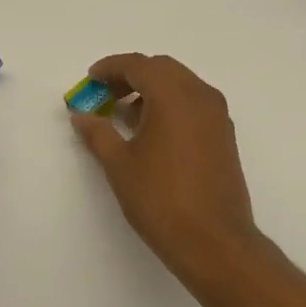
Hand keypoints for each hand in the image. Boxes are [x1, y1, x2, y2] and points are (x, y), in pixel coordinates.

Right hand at [68, 53, 261, 276]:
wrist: (214, 241)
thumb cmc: (161, 200)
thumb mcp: (120, 165)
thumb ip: (98, 133)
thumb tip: (81, 114)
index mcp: (174, 95)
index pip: (139, 65)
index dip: (110, 68)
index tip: (90, 79)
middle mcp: (200, 95)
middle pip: (162, 69)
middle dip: (131, 76)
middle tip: (105, 95)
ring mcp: (217, 115)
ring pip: (181, 85)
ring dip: (152, 90)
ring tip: (124, 115)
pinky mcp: (224, 134)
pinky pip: (194, 103)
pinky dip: (171, 105)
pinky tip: (152, 132)